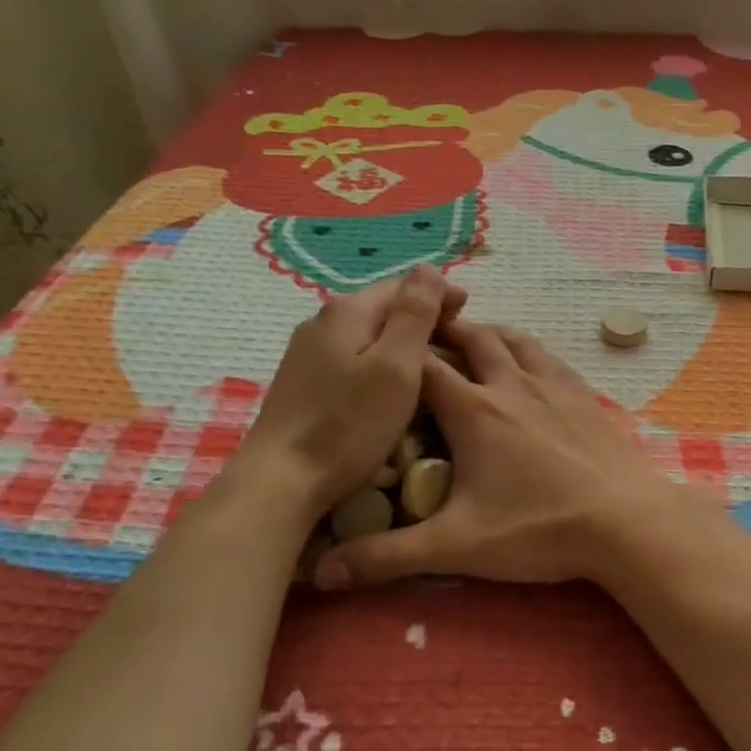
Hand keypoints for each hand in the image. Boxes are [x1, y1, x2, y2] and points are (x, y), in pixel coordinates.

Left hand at [228, 265, 464, 518]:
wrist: (281, 482)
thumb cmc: (348, 424)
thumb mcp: (396, 365)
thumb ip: (414, 314)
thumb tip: (429, 268)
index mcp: (347, 311)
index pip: (402, 285)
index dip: (437, 293)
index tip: (468, 309)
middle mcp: (322, 322)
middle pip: (381, 307)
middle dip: (420, 315)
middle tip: (456, 337)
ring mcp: (307, 354)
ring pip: (366, 333)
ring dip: (400, 339)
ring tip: (430, 361)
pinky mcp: (302, 383)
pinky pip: (351, 357)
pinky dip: (378, 361)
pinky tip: (390, 384)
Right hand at [310, 319, 711, 589]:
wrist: (624, 520)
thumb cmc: (538, 529)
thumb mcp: (456, 547)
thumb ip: (386, 557)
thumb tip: (322, 572)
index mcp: (473, 410)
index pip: (424, 366)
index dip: (400, 355)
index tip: (381, 353)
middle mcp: (510, 383)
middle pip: (470, 337)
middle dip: (443, 331)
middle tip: (422, 334)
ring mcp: (551, 383)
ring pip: (512, 338)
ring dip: (485, 331)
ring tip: (469, 335)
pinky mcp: (581, 392)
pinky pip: (546, 354)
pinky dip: (525, 346)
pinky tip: (527, 359)